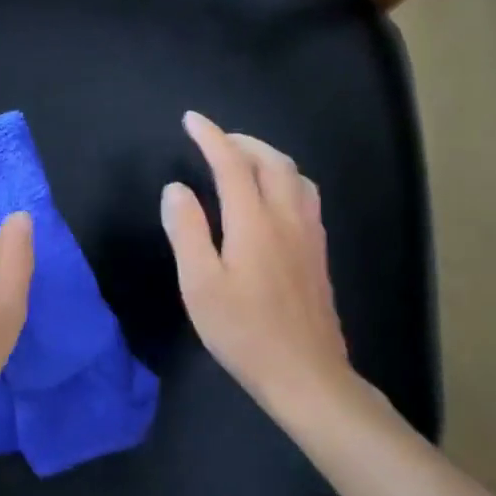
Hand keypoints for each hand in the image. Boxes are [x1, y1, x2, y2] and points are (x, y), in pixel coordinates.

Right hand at [160, 111, 353, 412]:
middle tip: (214, 140)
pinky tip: (271, 198)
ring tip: (243, 161)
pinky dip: (284, 178)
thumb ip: (187, 230)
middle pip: (272, 161)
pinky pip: (305, 196)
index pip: (232, 163)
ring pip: (296, 176)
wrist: (306, 376)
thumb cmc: (244, 332)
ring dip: (268, 157)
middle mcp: (287, 218)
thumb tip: (176, 189)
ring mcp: (309, 236)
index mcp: (254, 222)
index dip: (211, 137)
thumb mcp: (199, 284)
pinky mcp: (319, 254)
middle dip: (242, 141)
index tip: (192, 120)